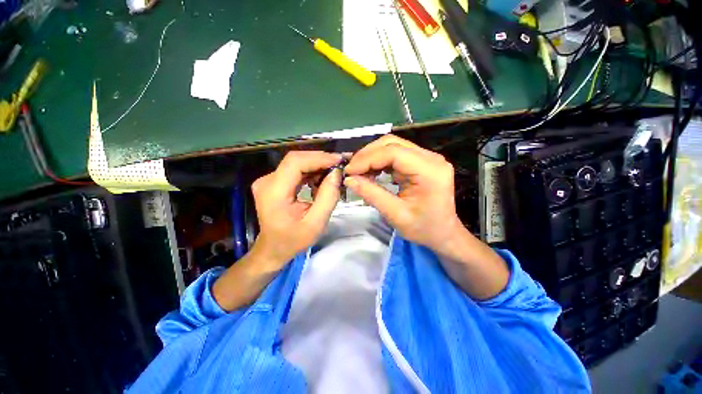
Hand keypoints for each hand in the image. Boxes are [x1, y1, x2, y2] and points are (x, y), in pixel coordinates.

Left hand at [251, 151, 342, 269]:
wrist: (273, 248)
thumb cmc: (294, 240)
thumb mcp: (316, 223)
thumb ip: (328, 197)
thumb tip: (336, 173)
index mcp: (274, 192)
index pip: (295, 163)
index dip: (318, 158)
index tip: (339, 161)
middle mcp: (267, 181)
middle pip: (295, 160)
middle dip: (320, 159)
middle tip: (340, 164)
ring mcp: (268, 180)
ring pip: (296, 163)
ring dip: (316, 165)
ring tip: (333, 172)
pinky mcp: (273, 181)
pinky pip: (294, 170)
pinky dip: (310, 171)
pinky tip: (321, 178)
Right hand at [343, 135, 462, 255]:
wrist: (443, 234)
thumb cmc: (423, 229)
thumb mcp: (395, 214)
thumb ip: (371, 194)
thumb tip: (349, 179)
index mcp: (430, 171)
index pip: (393, 152)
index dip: (367, 159)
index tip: (349, 171)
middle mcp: (431, 158)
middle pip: (392, 143)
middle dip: (368, 155)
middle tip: (352, 170)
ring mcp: (427, 158)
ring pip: (392, 146)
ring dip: (372, 157)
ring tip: (359, 172)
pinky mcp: (421, 162)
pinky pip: (396, 155)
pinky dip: (380, 162)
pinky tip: (371, 172)